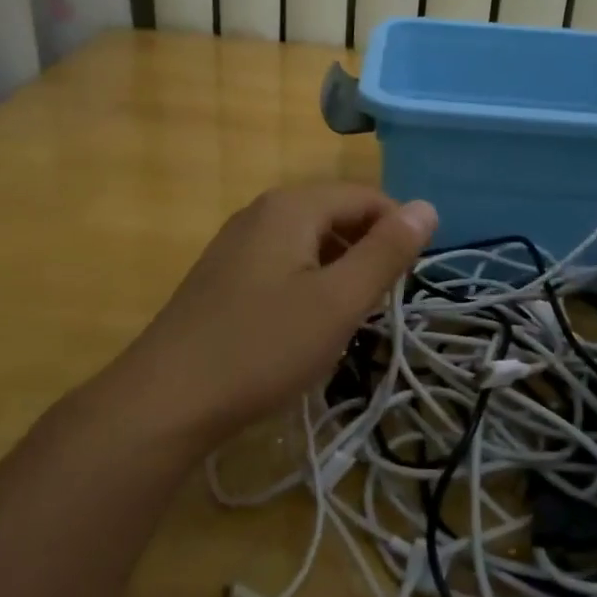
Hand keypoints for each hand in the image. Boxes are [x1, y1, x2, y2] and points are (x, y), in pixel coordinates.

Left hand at [114, 183, 437, 444]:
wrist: (168, 398)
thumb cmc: (263, 347)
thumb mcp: (339, 302)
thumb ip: (386, 252)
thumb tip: (428, 207)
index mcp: (291, 207)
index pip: (366, 197)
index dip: (399, 231)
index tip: (410, 281)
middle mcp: (261, 212)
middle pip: (335, 215)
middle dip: (368, 251)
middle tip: (381, 305)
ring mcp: (236, 243)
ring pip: (309, 242)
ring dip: (339, 271)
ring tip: (349, 318)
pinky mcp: (223, 275)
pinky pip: (282, 263)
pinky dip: (308, 284)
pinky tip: (306, 325)